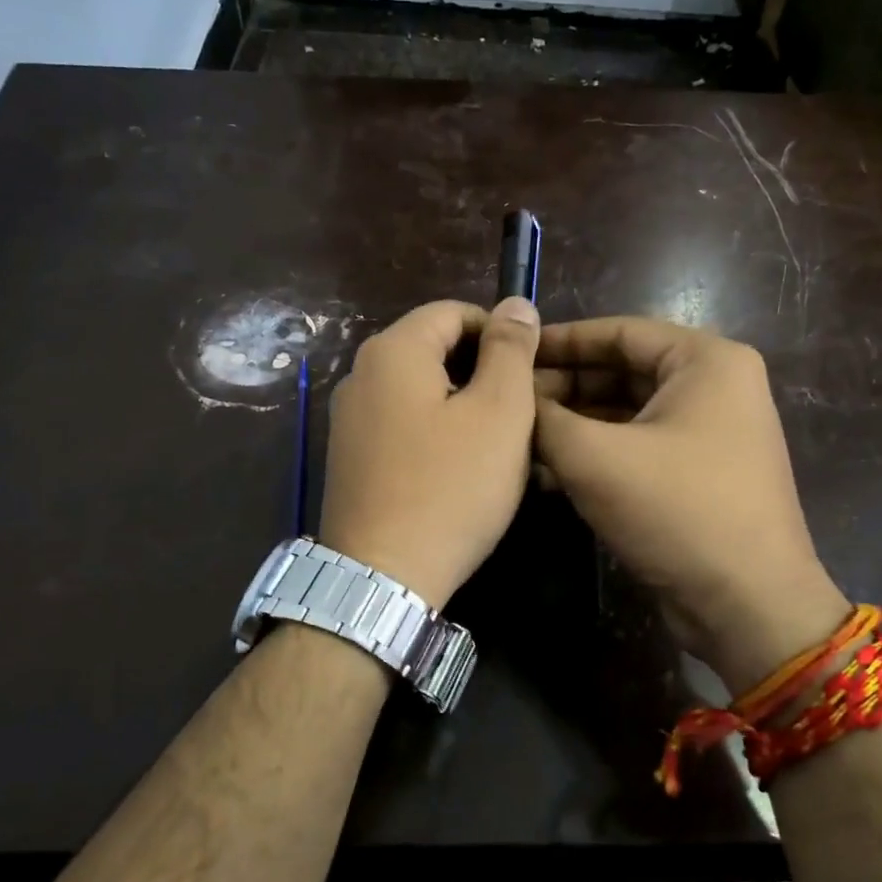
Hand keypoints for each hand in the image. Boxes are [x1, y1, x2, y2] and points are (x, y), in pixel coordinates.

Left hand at [321, 298, 540, 609]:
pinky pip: (402, 423)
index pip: (453, 311)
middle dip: (482, 369)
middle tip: (522, 409)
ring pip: (419, 390)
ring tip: (499, 441)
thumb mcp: (499, 412)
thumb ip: (510, 350)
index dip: (499, 332)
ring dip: (462, 403)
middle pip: (433, 349)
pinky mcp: (350, 457)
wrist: (382, 577)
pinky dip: (435, 430)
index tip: (532, 370)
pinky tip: (460, 467)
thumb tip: (515, 304)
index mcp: (393, 351)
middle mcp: (360, 375)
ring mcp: (349, 419)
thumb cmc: (451, 488)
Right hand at [534, 317, 848, 694]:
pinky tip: (545, 472)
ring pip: (625, 414)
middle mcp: (713, 388)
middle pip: (621, 372)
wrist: (746, 605)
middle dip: (562, 388)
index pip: (619, 331)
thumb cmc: (677, 511)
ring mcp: (707, 434)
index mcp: (705, 361)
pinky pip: (636, 449)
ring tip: (516, 437)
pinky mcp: (695, 475)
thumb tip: (514, 399)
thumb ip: (545, 418)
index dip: (559, 341)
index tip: (510, 352)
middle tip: (507, 401)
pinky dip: (595, 455)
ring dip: (572, 426)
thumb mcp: (596, 457)